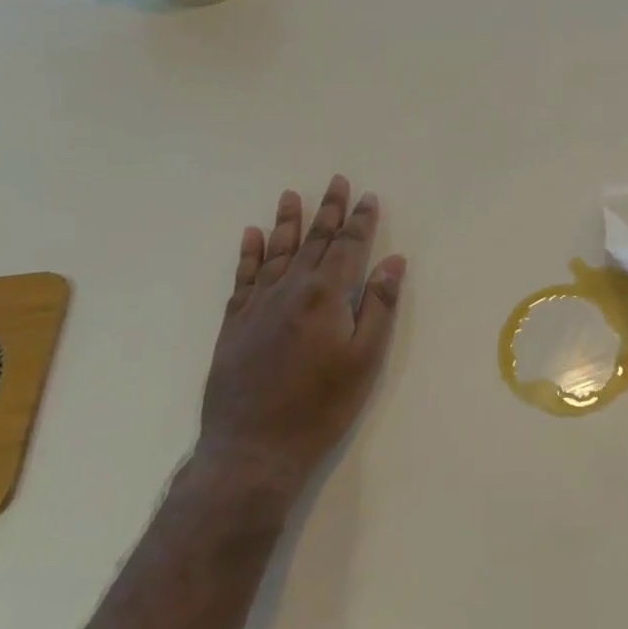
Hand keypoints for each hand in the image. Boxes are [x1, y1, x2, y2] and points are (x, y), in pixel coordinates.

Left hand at [195, 175, 405, 512]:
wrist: (253, 447)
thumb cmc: (320, 406)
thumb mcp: (364, 359)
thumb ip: (378, 306)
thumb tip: (393, 261)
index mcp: (325, 295)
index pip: (348, 247)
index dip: (361, 221)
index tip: (368, 196)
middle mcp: (290, 289)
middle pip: (313, 241)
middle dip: (328, 211)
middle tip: (336, 181)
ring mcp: (257, 304)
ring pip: (276, 252)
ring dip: (287, 222)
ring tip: (292, 195)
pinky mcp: (234, 323)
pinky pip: (243, 277)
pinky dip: (249, 254)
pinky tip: (251, 235)